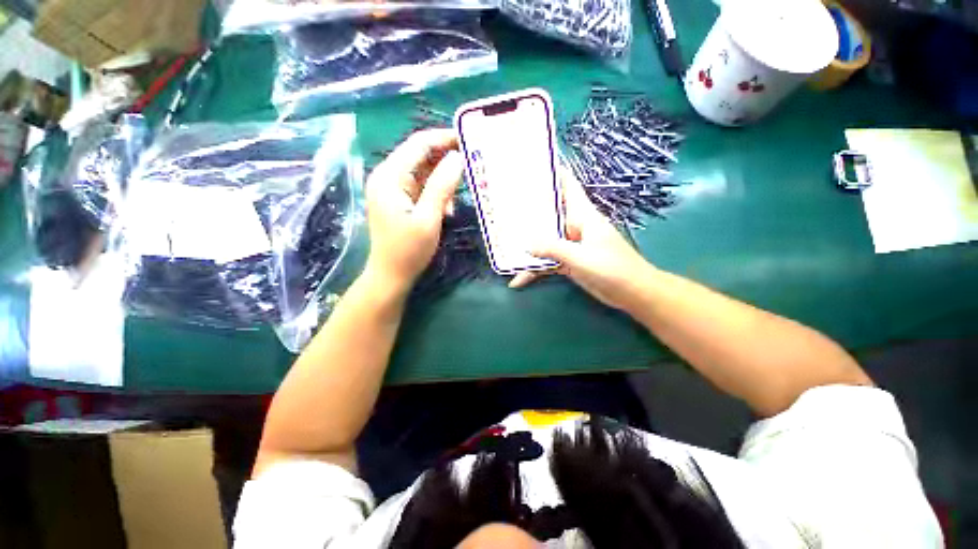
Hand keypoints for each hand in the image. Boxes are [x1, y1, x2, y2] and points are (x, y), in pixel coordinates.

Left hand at [364, 129, 462, 293]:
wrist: (391, 275)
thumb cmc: (409, 250)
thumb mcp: (429, 218)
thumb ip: (442, 186)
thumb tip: (457, 158)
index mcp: (390, 176)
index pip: (419, 144)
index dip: (444, 138)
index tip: (469, 139)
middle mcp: (388, 176)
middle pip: (420, 155)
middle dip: (446, 159)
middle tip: (472, 162)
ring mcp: (393, 189)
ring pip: (423, 172)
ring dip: (443, 181)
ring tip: (458, 196)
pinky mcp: (399, 200)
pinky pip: (421, 187)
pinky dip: (437, 193)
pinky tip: (446, 210)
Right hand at [510, 165, 653, 310]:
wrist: (632, 293)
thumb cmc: (612, 269)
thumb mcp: (580, 257)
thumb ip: (553, 249)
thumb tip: (526, 245)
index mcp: (583, 216)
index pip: (568, 187)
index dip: (554, 174)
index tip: (531, 168)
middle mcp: (575, 227)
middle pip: (550, 214)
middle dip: (529, 213)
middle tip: (505, 208)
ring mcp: (571, 245)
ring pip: (546, 240)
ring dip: (528, 246)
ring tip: (505, 246)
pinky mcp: (569, 262)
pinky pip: (548, 261)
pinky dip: (535, 269)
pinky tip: (520, 278)